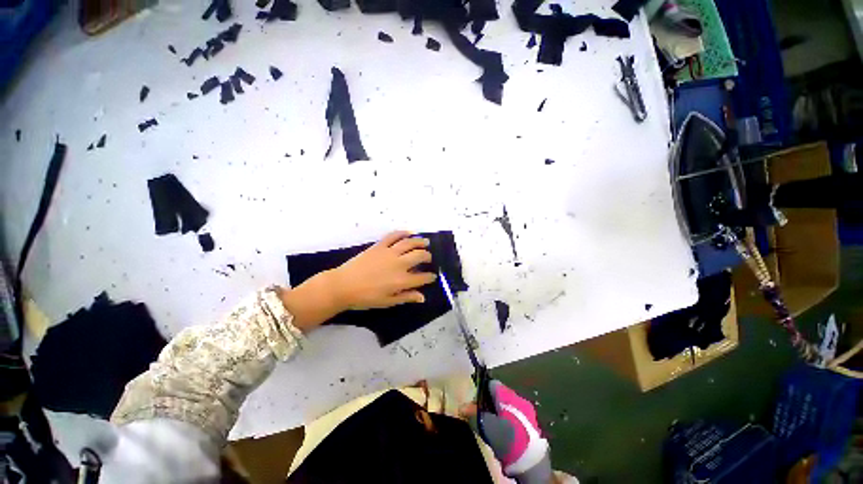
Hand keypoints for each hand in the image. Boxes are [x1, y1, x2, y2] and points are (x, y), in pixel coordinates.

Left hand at [331, 231, 437, 309]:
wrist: (343, 285)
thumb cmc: (365, 297)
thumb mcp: (387, 301)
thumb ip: (406, 297)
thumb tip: (422, 297)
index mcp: (402, 280)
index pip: (422, 277)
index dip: (430, 277)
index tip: (432, 276)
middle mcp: (399, 264)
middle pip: (419, 256)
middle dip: (427, 257)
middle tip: (429, 258)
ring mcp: (389, 252)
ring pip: (409, 243)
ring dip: (420, 242)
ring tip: (426, 242)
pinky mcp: (379, 245)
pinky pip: (393, 236)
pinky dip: (402, 233)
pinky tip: (409, 232)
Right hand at [462, 381, 551, 483]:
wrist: (532, 461)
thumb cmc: (506, 438)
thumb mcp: (486, 426)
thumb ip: (473, 413)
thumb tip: (462, 407)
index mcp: (507, 394)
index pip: (492, 383)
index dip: (482, 390)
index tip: (475, 402)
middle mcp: (518, 398)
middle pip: (500, 395)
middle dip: (490, 403)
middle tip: (482, 416)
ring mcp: (527, 411)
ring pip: (507, 406)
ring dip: (499, 413)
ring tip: (492, 426)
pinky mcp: (532, 424)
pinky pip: (515, 416)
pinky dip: (508, 421)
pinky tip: (504, 433)